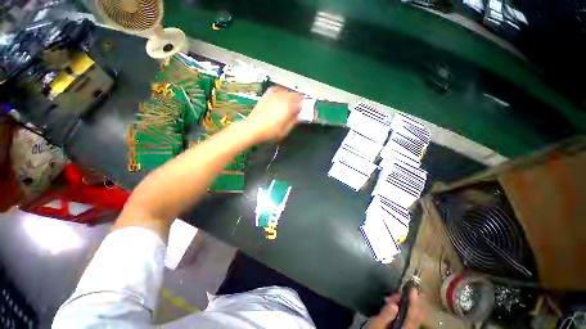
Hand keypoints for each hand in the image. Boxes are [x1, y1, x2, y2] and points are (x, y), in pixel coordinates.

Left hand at [244, 86, 301, 142]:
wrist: (252, 128)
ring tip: (289, 103)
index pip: (301, 101)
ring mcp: (273, 96)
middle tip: (297, 107)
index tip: (303, 110)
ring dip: (290, 96)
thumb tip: (299, 115)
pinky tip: (280, 96)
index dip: (303, 105)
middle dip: (297, 100)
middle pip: (294, 94)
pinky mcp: (266, 96)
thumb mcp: (285, 130)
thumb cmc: (269, 131)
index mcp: (288, 107)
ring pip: (286, 91)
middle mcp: (281, 98)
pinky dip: (280, 92)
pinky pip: (276, 89)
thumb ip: (294, 121)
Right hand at [369, 288, 423, 328]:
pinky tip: (395, 306)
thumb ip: (385, 316)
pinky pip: (409, 318)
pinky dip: (404, 310)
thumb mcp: (375, 326)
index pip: (412, 316)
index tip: (413, 288)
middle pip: (415, 316)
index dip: (413, 301)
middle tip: (394, 295)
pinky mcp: (405, 328)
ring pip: (413, 317)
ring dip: (405, 305)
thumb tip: (394, 304)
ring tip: (391, 300)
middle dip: (407, 302)